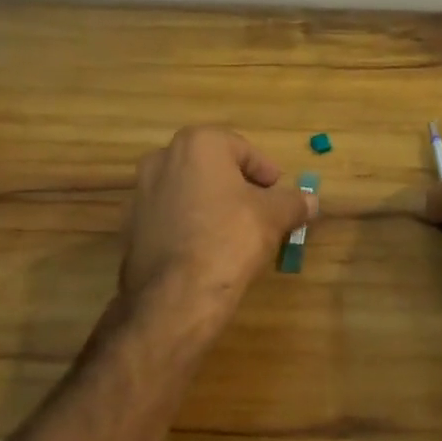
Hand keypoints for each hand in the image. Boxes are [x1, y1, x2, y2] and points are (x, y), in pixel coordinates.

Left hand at [122, 126, 316, 327]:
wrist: (176, 297)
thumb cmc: (230, 239)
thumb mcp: (274, 217)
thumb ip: (293, 202)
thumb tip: (311, 201)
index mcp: (198, 143)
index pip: (242, 150)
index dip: (265, 172)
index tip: (278, 193)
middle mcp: (163, 158)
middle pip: (212, 167)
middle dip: (237, 186)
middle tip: (260, 210)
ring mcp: (140, 193)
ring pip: (188, 191)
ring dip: (212, 205)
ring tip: (234, 233)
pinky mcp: (129, 227)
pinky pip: (170, 217)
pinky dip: (189, 226)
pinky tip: (206, 251)